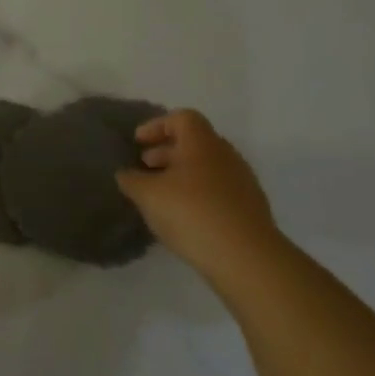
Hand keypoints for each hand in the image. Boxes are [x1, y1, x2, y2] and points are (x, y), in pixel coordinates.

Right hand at [116, 109, 281, 278]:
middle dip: (166, 151)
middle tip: (145, 167)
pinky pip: (217, 189)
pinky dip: (196, 193)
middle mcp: (226, 156)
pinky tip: (182, 215)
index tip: (138, 142)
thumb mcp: (147, 195)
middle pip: (194, 142)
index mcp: (202, 144)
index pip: (182, 118)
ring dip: (181, 174)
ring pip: (206, 167)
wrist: (246, 257)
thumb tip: (126, 173)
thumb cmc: (191, 213)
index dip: (157, 125)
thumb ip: (131, 179)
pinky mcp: (249, 207)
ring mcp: (242, 182)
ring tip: (160, 194)